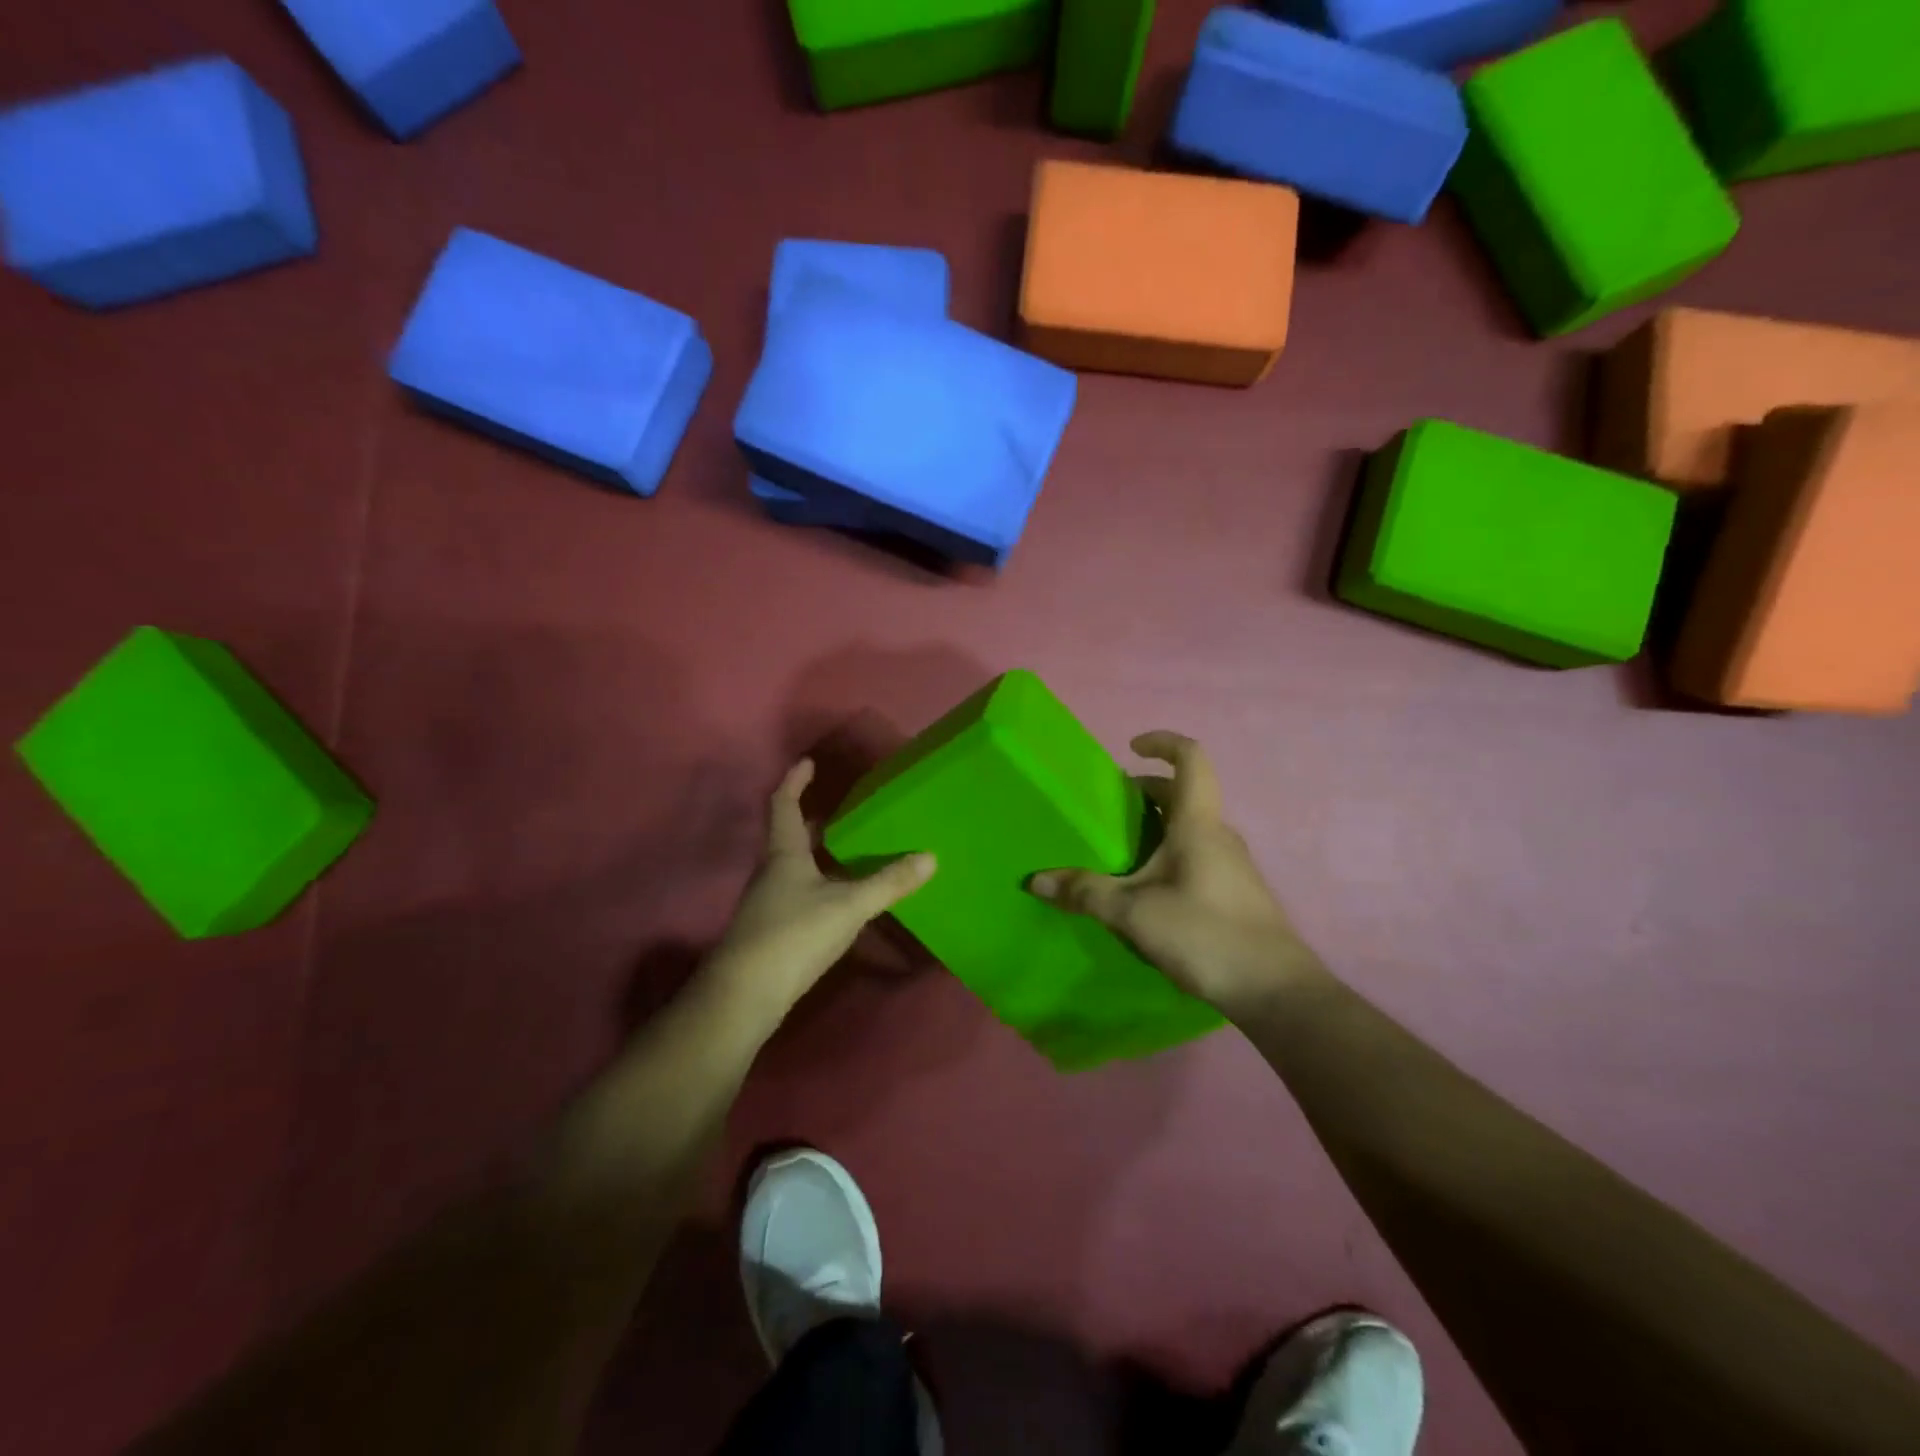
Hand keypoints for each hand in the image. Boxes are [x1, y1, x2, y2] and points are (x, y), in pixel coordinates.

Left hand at [703, 760, 935, 1022]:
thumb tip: (930, 856)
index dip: (795, 782)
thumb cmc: (793, 936)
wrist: (744, 997)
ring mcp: (769, 904)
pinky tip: (841, 898)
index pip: (784, 806)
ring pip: (796, 867)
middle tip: (842, 807)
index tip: (807, 762)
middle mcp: (772, 873)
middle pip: (790, 836)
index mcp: (784, 855)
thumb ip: (888, 882)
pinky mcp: (773, 932)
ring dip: (818, 853)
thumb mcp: (848, 906)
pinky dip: (820, 884)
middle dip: (814, 819)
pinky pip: (800, 894)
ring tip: (850, 849)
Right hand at [1030, 732, 1322, 1019]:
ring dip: (1158, 824)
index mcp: (1198, 824)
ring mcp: (1232, 864)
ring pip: (1191, 827)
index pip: (1191, 758)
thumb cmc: (1205, 934)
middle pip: (1184, 793)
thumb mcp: (1133, 913)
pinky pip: (1198, 854)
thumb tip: (1035, 880)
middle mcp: (1218, 835)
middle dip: (1146, 791)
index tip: (1131, 749)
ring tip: (1121, 848)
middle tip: (1110, 806)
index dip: (1163, 742)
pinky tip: (1147, 888)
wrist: (1275, 991)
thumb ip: (1085, 893)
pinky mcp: (1235, 892)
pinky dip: (1169, 852)